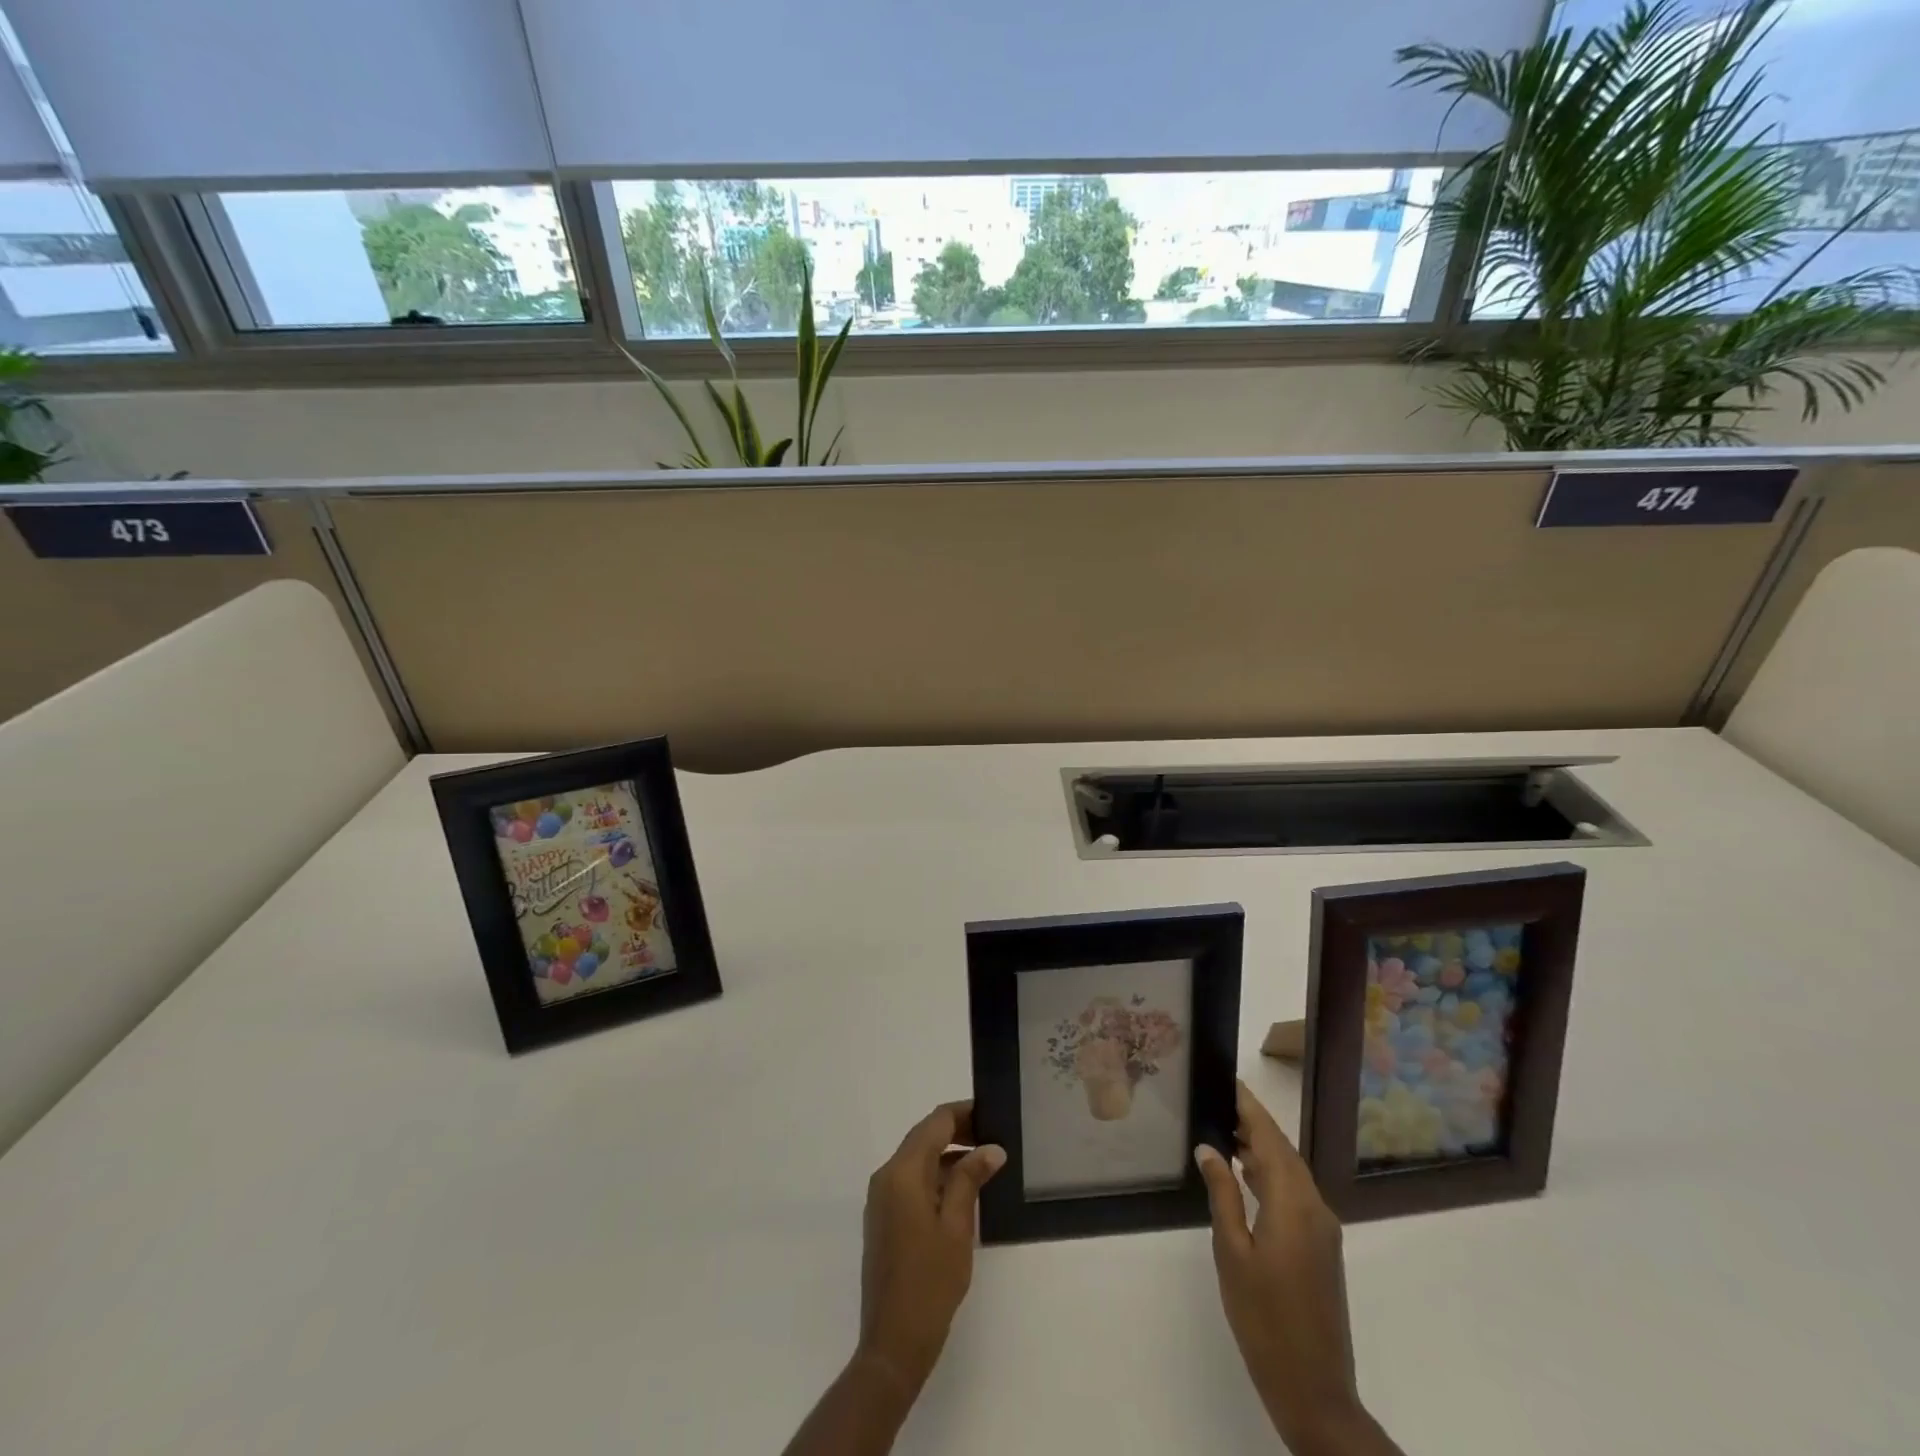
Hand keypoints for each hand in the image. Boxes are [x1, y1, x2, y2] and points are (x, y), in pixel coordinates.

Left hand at [858, 1101, 1005, 1396]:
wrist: (893, 1342)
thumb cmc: (930, 1282)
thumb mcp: (958, 1227)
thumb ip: (971, 1180)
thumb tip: (991, 1148)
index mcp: (903, 1172)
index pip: (935, 1123)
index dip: (964, 1113)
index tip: (993, 1114)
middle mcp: (886, 1176)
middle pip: (924, 1137)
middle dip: (958, 1132)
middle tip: (994, 1139)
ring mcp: (881, 1198)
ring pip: (918, 1159)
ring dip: (948, 1155)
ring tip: (985, 1164)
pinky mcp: (883, 1217)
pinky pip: (911, 1181)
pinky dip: (936, 1176)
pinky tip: (962, 1191)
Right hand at [1197, 1082, 1399, 1455]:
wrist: (1315, 1391)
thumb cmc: (1264, 1319)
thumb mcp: (1232, 1253)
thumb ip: (1222, 1195)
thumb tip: (1209, 1148)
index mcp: (1293, 1204)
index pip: (1270, 1139)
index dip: (1249, 1107)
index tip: (1228, 1081)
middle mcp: (1315, 1207)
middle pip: (1284, 1151)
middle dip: (1254, 1124)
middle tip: (1219, 1100)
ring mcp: (1322, 1229)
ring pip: (1291, 1172)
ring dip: (1262, 1149)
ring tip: (1225, 1130)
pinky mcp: (1322, 1248)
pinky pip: (1296, 1194)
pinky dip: (1271, 1174)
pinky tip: (1246, 1175)